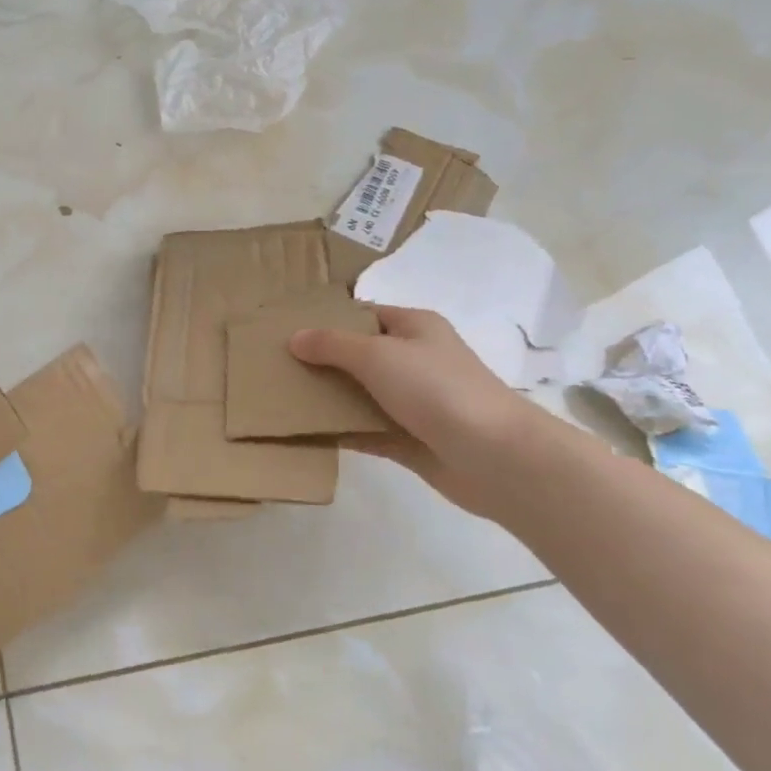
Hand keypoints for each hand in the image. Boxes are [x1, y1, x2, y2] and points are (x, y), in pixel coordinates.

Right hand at [290, 306, 548, 516]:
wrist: (493, 456)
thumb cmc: (436, 389)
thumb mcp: (376, 355)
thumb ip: (332, 345)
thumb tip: (295, 338)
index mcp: (415, 328)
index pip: (365, 314)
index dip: (329, 319)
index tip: (288, 329)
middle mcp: (416, 360)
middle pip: (360, 355)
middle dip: (321, 360)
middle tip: (276, 365)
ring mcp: (414, 402)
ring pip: (360, 394)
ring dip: (327, 397)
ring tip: (281, 397)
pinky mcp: (409, 439)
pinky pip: (365, 430)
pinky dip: (340, 430)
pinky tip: (304, 432)